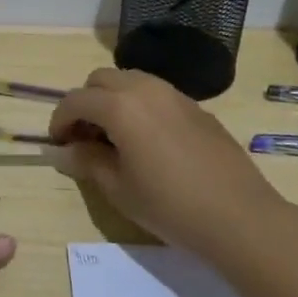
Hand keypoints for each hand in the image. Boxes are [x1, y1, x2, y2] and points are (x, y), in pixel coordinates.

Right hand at [48, 68, 280, 254]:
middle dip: (85, 103)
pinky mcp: (196, 107)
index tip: (58, 144)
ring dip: (112, 100)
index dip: (59, 120)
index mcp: (120, 106)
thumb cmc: (170, 206)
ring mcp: (175, 95)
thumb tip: (63, 151)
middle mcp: (145, 89)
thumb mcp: (119, 188)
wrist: (239, 216)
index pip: (76, 100)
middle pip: (101, 79)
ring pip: (130, 81)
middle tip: (84, 138)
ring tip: (114, 138)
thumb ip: (87, 162)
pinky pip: (155, 94)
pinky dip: (139, 106)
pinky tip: (147, 142)